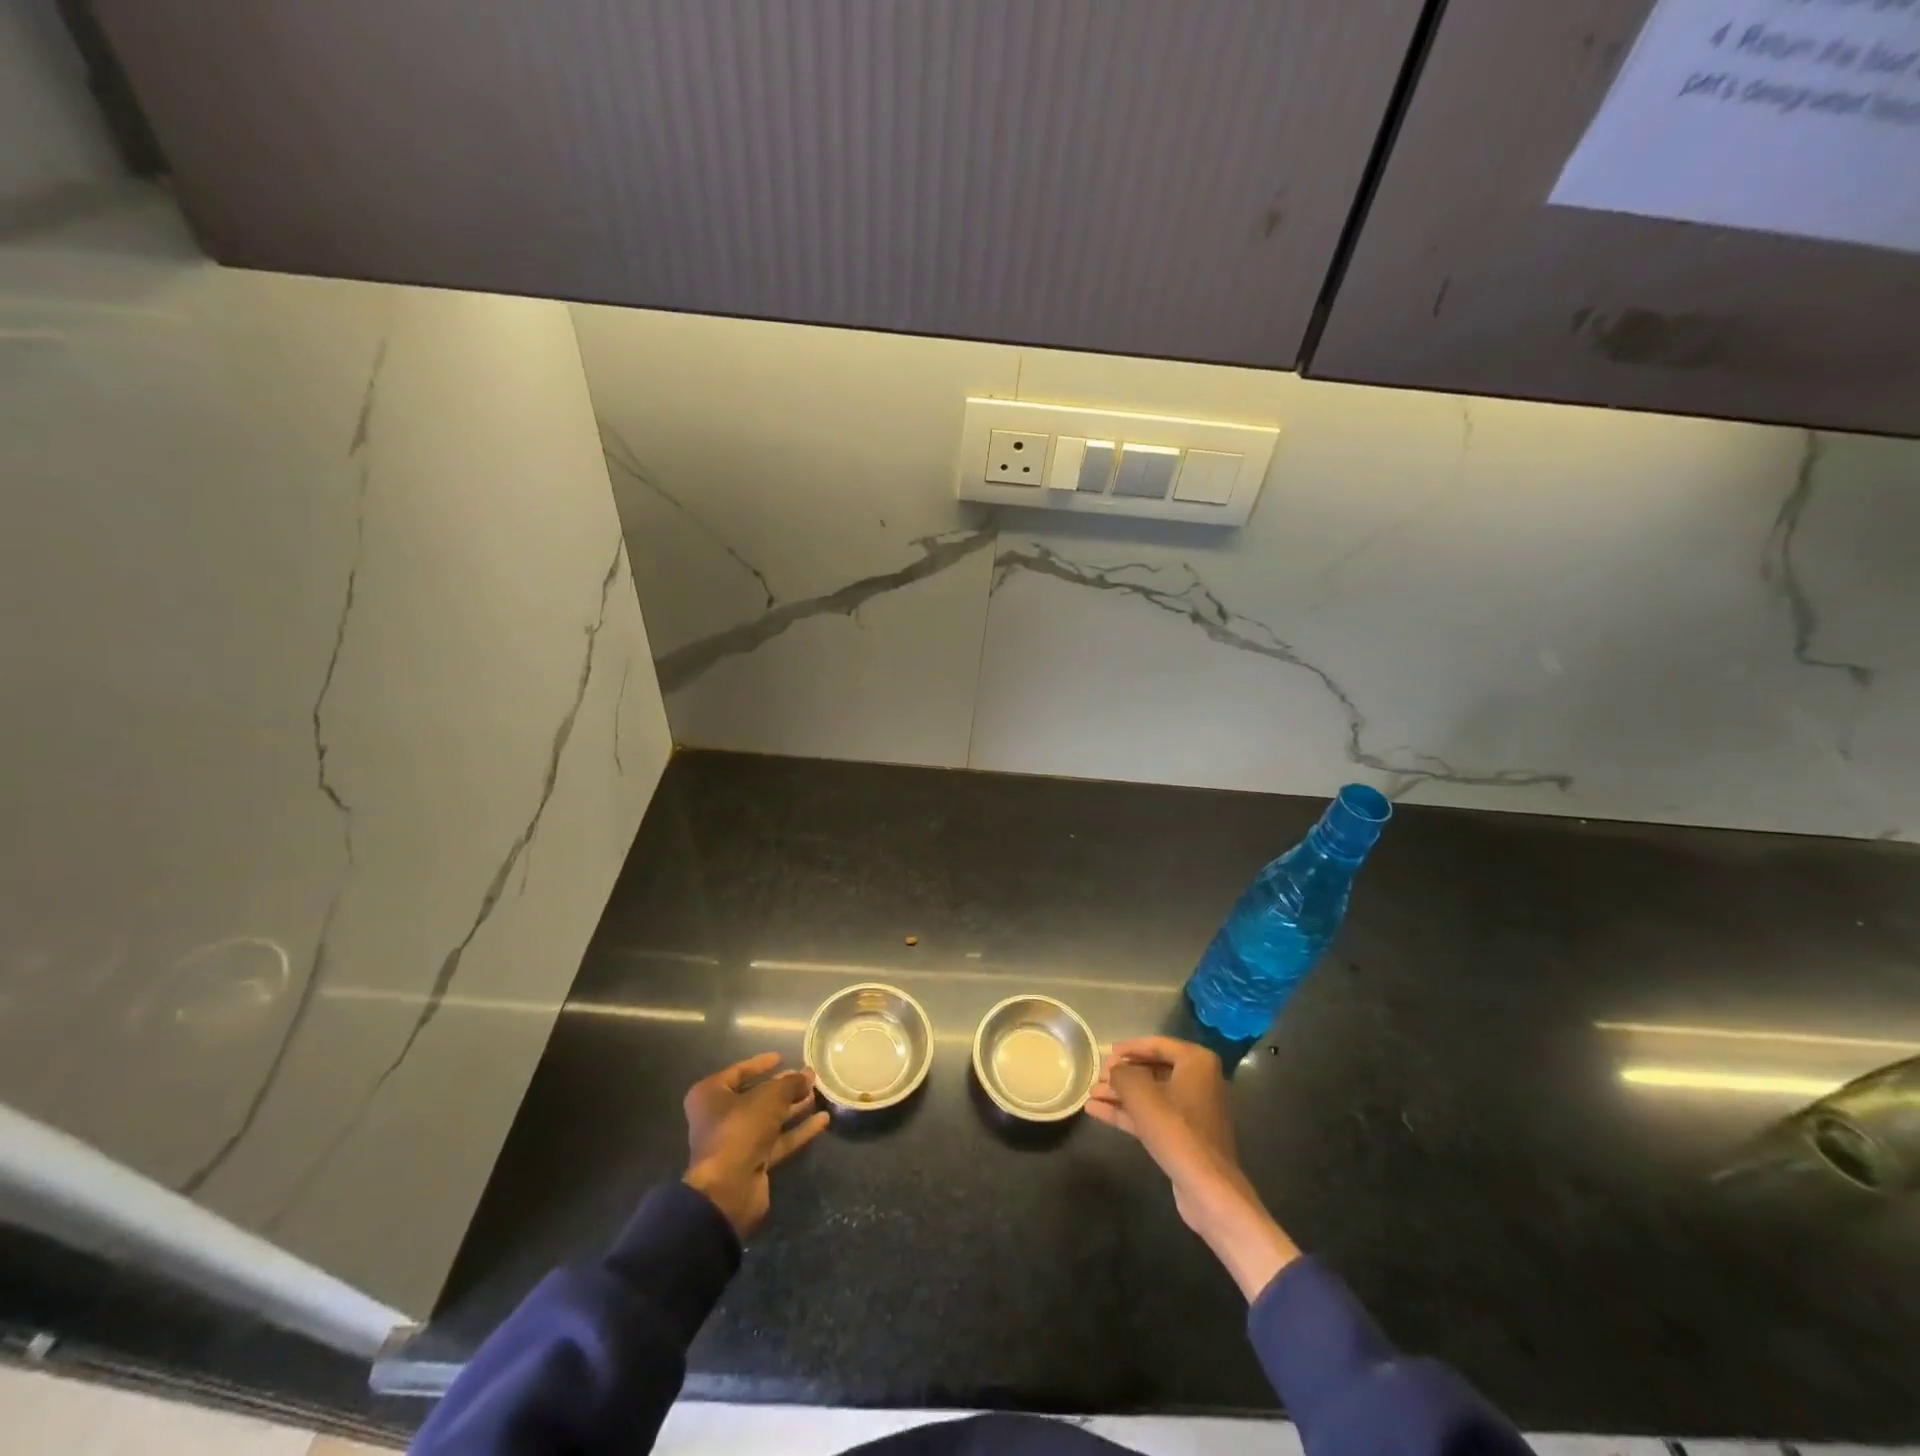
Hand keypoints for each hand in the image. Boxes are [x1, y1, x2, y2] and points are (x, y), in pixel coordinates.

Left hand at [682, 1052, 829, 1238]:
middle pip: (756, 1096)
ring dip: (793, 1108)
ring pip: (769, 1119)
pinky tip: (822, 1121)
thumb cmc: (740, 1130)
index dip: (761, 1063)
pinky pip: (777, 1141)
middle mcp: (719, 1117)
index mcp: (711, 1095)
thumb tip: (808, 1075)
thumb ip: (790, 1084)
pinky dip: (797, 1131)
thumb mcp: (769, 1097)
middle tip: (808, 1078)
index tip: (783, 1057)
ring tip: (817, 1095)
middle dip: (783, 1088)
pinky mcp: (752, 1162)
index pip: (739, 1072)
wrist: (728, 1190)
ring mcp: (736, 1142)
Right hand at [1089, 1036, 1298, 1299]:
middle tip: (1096, 1077)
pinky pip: (1152, 1115)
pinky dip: (1127, 1113)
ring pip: (1149, 1095)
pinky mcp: (1183, 1135)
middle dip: (1122, 1075)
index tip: (1105, 1054)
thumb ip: (1122, 1074)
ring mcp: (1192, 1110)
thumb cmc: (1177, 1131)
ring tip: (1090, 1094)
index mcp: (1196, 1062)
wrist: (1208, 1189)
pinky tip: (1097, 1112)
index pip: (1156, 1044)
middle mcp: (1198, 1081)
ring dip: (1120, 1094)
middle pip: (1152, 1069)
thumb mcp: (1142, 1095)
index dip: (1128, 1048)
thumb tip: (1114, 1071)